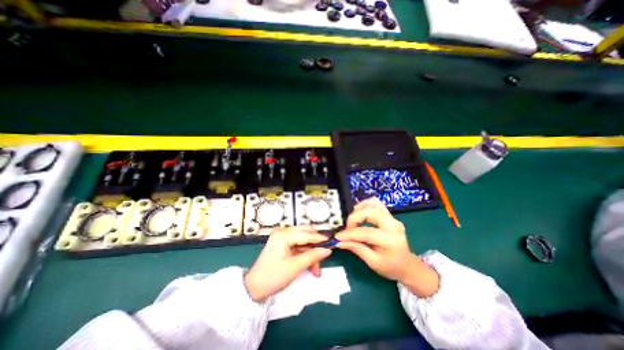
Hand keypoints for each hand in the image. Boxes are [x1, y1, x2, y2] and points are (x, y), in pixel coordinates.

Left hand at [243, 225, 333, 301]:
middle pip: (305, 233)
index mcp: (283, 235)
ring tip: (316, 269)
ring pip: (303, 240)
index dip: (320, 239)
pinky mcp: (283, 244)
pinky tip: (310, 266)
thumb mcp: (295, 267)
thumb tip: (328, 249)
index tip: (332, 244)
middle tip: (324, 256)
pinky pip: (298, 245)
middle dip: (315, 245)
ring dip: (311, 253)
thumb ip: (313, 256)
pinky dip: (305, 254)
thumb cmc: (273, 277)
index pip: (306, 234)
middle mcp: (283, 232)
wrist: (254, 288)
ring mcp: (282, 237)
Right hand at [337, 198, 437, 296]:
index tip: (338, 236)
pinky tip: (359, 215)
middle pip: (370, 211)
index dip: (350, 233)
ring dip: (359, 209)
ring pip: (373, 203)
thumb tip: (339, 241)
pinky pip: (375, 204)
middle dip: (354, 217)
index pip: (367, 232)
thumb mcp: (373, 262)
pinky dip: (365, 206)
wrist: (407, 265)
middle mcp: (393, 225)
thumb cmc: (391, 267)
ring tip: (353, 221)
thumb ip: (356, 248)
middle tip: (347, 228)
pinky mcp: (389, 215)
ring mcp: (392, 218)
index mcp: (391, 240)